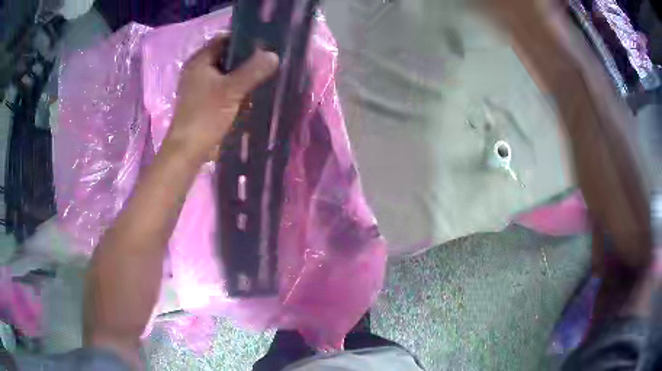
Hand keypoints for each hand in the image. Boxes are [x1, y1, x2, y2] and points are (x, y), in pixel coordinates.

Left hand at [166, 35, 278, 161]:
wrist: (188, 151)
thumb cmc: (205, 116)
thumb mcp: (231, 90)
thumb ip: (253, 70)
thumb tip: (274, 55)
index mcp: (199, 61)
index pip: (224, 40)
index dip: (244, 39)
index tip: (264, 45)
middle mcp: (197, 71)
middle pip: (226, 57)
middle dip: (246, 59)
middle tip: (268, 62)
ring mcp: (199, 87)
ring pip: (226, 74)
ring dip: (243, 75)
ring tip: (264, 76)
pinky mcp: (204, 102)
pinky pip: (224, 88)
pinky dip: (236, 89)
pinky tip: (251, 93)